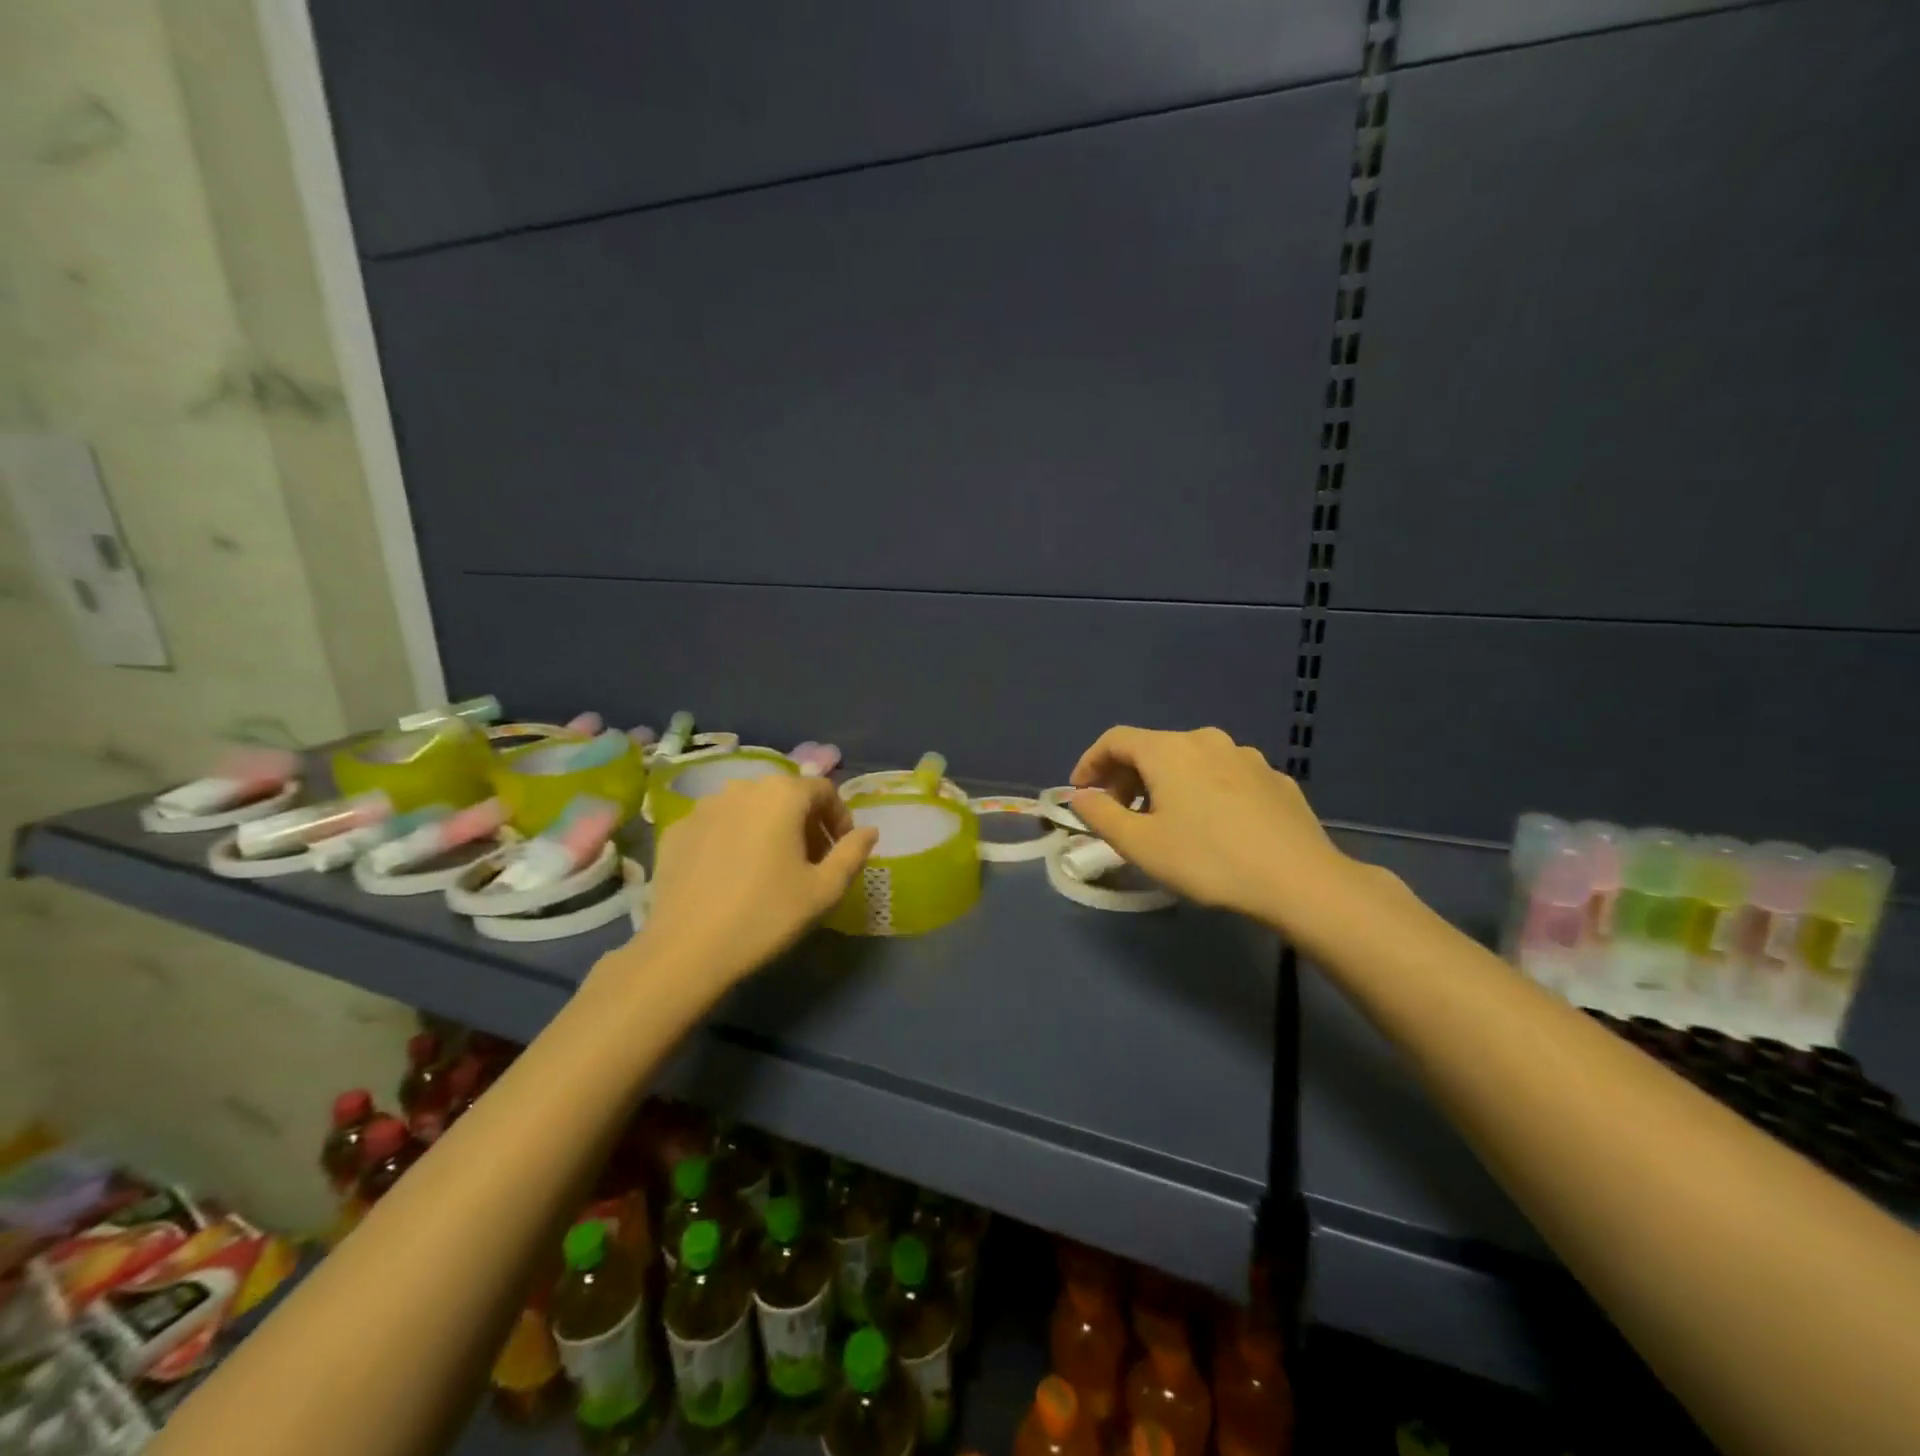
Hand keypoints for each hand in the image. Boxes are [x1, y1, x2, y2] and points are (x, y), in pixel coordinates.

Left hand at [621, 775, 877, 995]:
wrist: (686, 950)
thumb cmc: (766, 915)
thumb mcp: (824, 890)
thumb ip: (852, 853)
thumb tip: (868, 831)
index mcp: (782, 794)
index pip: (823, 790)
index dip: (839, 818)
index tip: (840, 851)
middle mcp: (741, 787)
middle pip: (785, 795)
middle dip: (805, 822)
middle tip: (810, 862)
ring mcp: (704, 806)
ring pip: (750, 807)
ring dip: (769, 827)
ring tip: (771, 867)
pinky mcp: (676, 830)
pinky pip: (718, 824)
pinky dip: (734, 838)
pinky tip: (733, 875)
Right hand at [1068, 726, 1355, 926]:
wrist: (1300, 880)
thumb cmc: (1207, 859)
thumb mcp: (1140, 844)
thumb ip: (1100, 815)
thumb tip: (1080, 796)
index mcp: (1169, 750)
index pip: (1115, 740)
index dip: (1090, 762)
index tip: (1080, 792)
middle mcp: (1206, 740)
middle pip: (1153, 748)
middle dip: (1126, 777)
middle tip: (1118, 813)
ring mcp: (1246, 756)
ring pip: (1190, 761)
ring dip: (1165, 783)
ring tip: (1164, 820)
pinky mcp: (1274, 778)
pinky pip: (1224, 776)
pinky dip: (1203, 790)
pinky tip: (1212, 825)